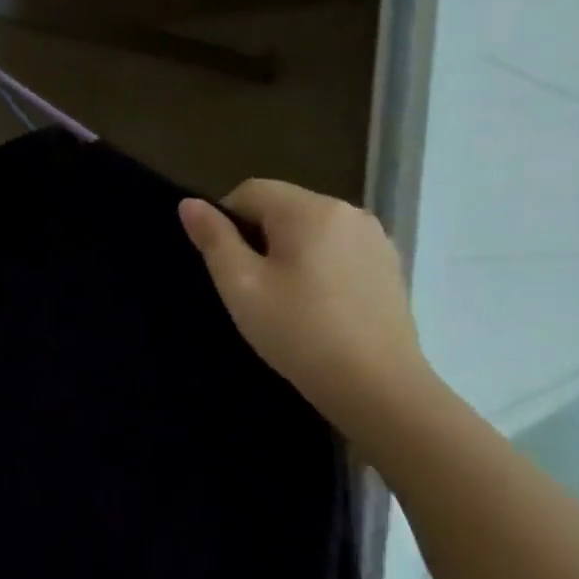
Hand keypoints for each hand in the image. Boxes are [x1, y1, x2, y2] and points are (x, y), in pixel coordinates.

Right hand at [179, 181, 428, 436]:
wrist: (377, 387)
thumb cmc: (298, 331)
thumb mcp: (240, 285)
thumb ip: (214, 239)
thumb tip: (189, 203)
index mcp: (309, 210)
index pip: (250, 191)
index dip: (226, 222)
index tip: (227, 267)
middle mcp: (348, 211)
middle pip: (283, 207)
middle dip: (259, 237)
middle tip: (252, 287)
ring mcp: (376, 238)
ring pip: (311, 229)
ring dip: (289, 251)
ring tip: (285, 299)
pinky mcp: (390, 266)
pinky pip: (338, 250)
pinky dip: (319, 266)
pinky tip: (318, 306)